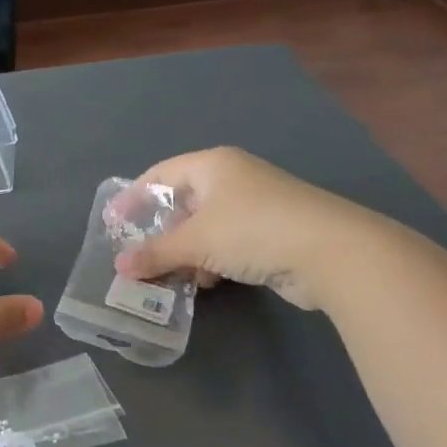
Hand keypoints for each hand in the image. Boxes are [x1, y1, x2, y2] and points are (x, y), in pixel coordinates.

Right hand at [111, 148, 386, 310]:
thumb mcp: (195, 242)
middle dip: (162, 233)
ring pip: (205, 226)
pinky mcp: (273, 231)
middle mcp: (233, 178)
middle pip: (182, 202)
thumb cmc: (253, 230)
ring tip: (175, 276)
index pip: (159, 174)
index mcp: (212, 165)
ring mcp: (256, 204)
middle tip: (142, 256)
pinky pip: (228, 242)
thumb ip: (155, 253)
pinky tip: (209, 281)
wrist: (334, 252)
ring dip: (186, 252)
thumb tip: (119, 268)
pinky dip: (212, 259)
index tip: (112, 223)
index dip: (133, 197)